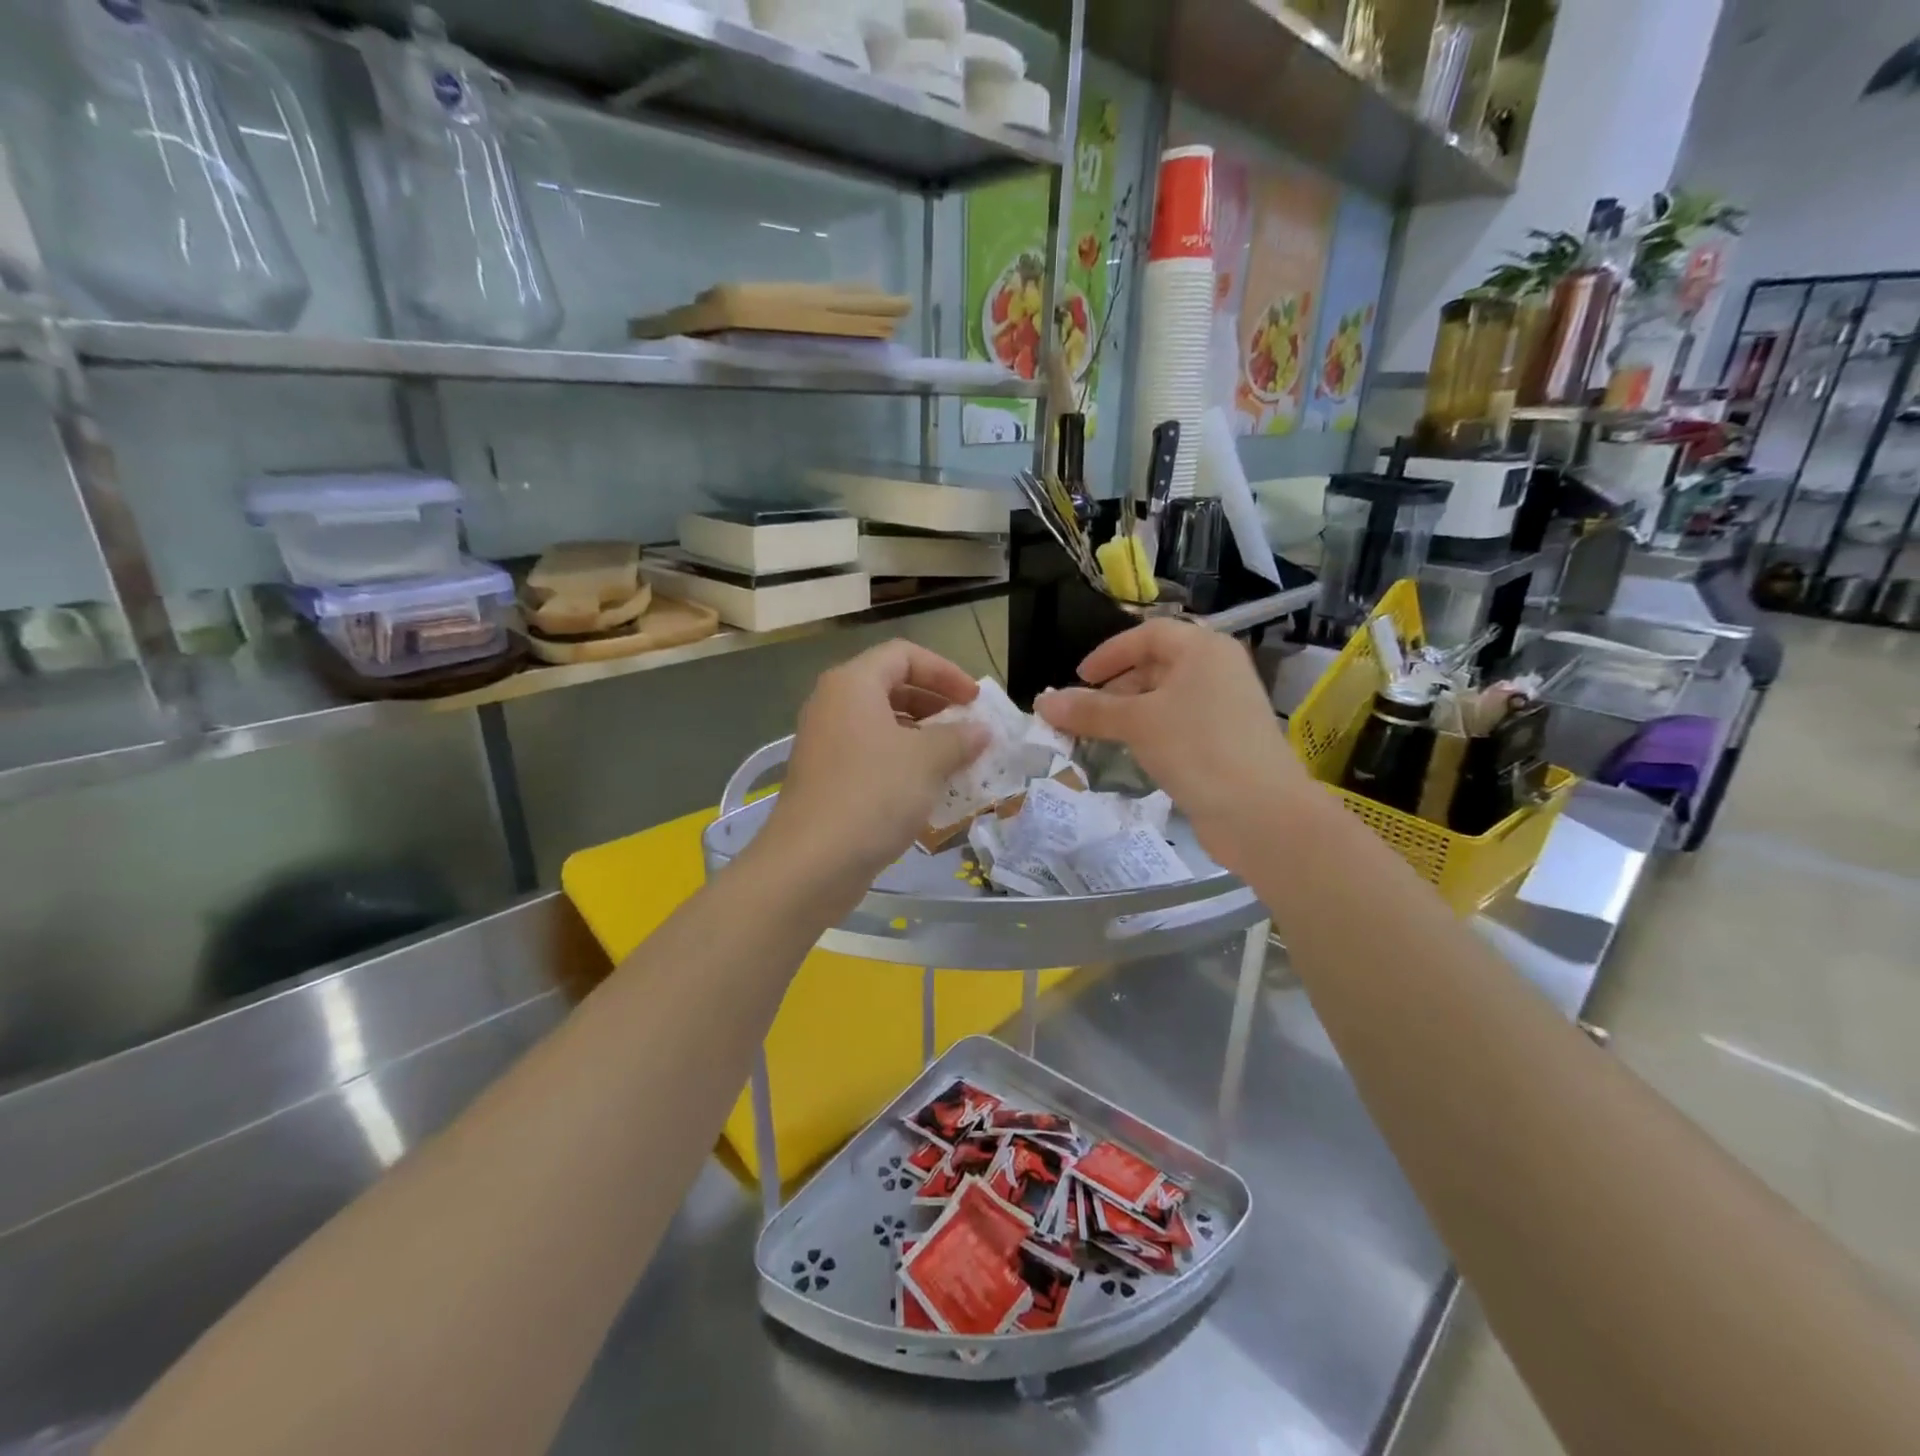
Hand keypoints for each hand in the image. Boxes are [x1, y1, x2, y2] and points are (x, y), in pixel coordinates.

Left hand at [758, 640, 989, 885]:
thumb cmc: (873, 794)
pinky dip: (902, 762)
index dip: (945, 671)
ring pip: (882, 724)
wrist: (812, 862)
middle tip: (968, 728)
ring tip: (956, 760)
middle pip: (891, 686)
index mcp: (852, 684)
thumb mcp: (927, 760)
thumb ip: (960, 737)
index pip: (904, 655)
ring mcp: (826, 743)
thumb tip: (981, 730)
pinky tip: (928, 789)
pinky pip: (871, 755)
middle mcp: (833, 705)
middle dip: (936, 704)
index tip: (975, 700)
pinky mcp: (826, 778)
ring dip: (923, 736)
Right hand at [1035, 620, 1311, 871]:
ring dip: (1130, 712)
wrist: (1261, 813)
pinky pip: (1178, 725)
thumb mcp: (1136, 724)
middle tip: (1083, 711)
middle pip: (1157, 666)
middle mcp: (1218, 670)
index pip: (1148, 635)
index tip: (1079, 678)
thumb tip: (1042, 703)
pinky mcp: (1226, 742)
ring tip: (1098, 735)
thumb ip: (1089, 710)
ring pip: (1167, 699)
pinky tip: (1130, 754)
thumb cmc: (1197, 749)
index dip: (1109, 653)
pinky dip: (1151, 733)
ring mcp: (1225, 708)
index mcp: (1203, 649)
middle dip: (1116, 686)